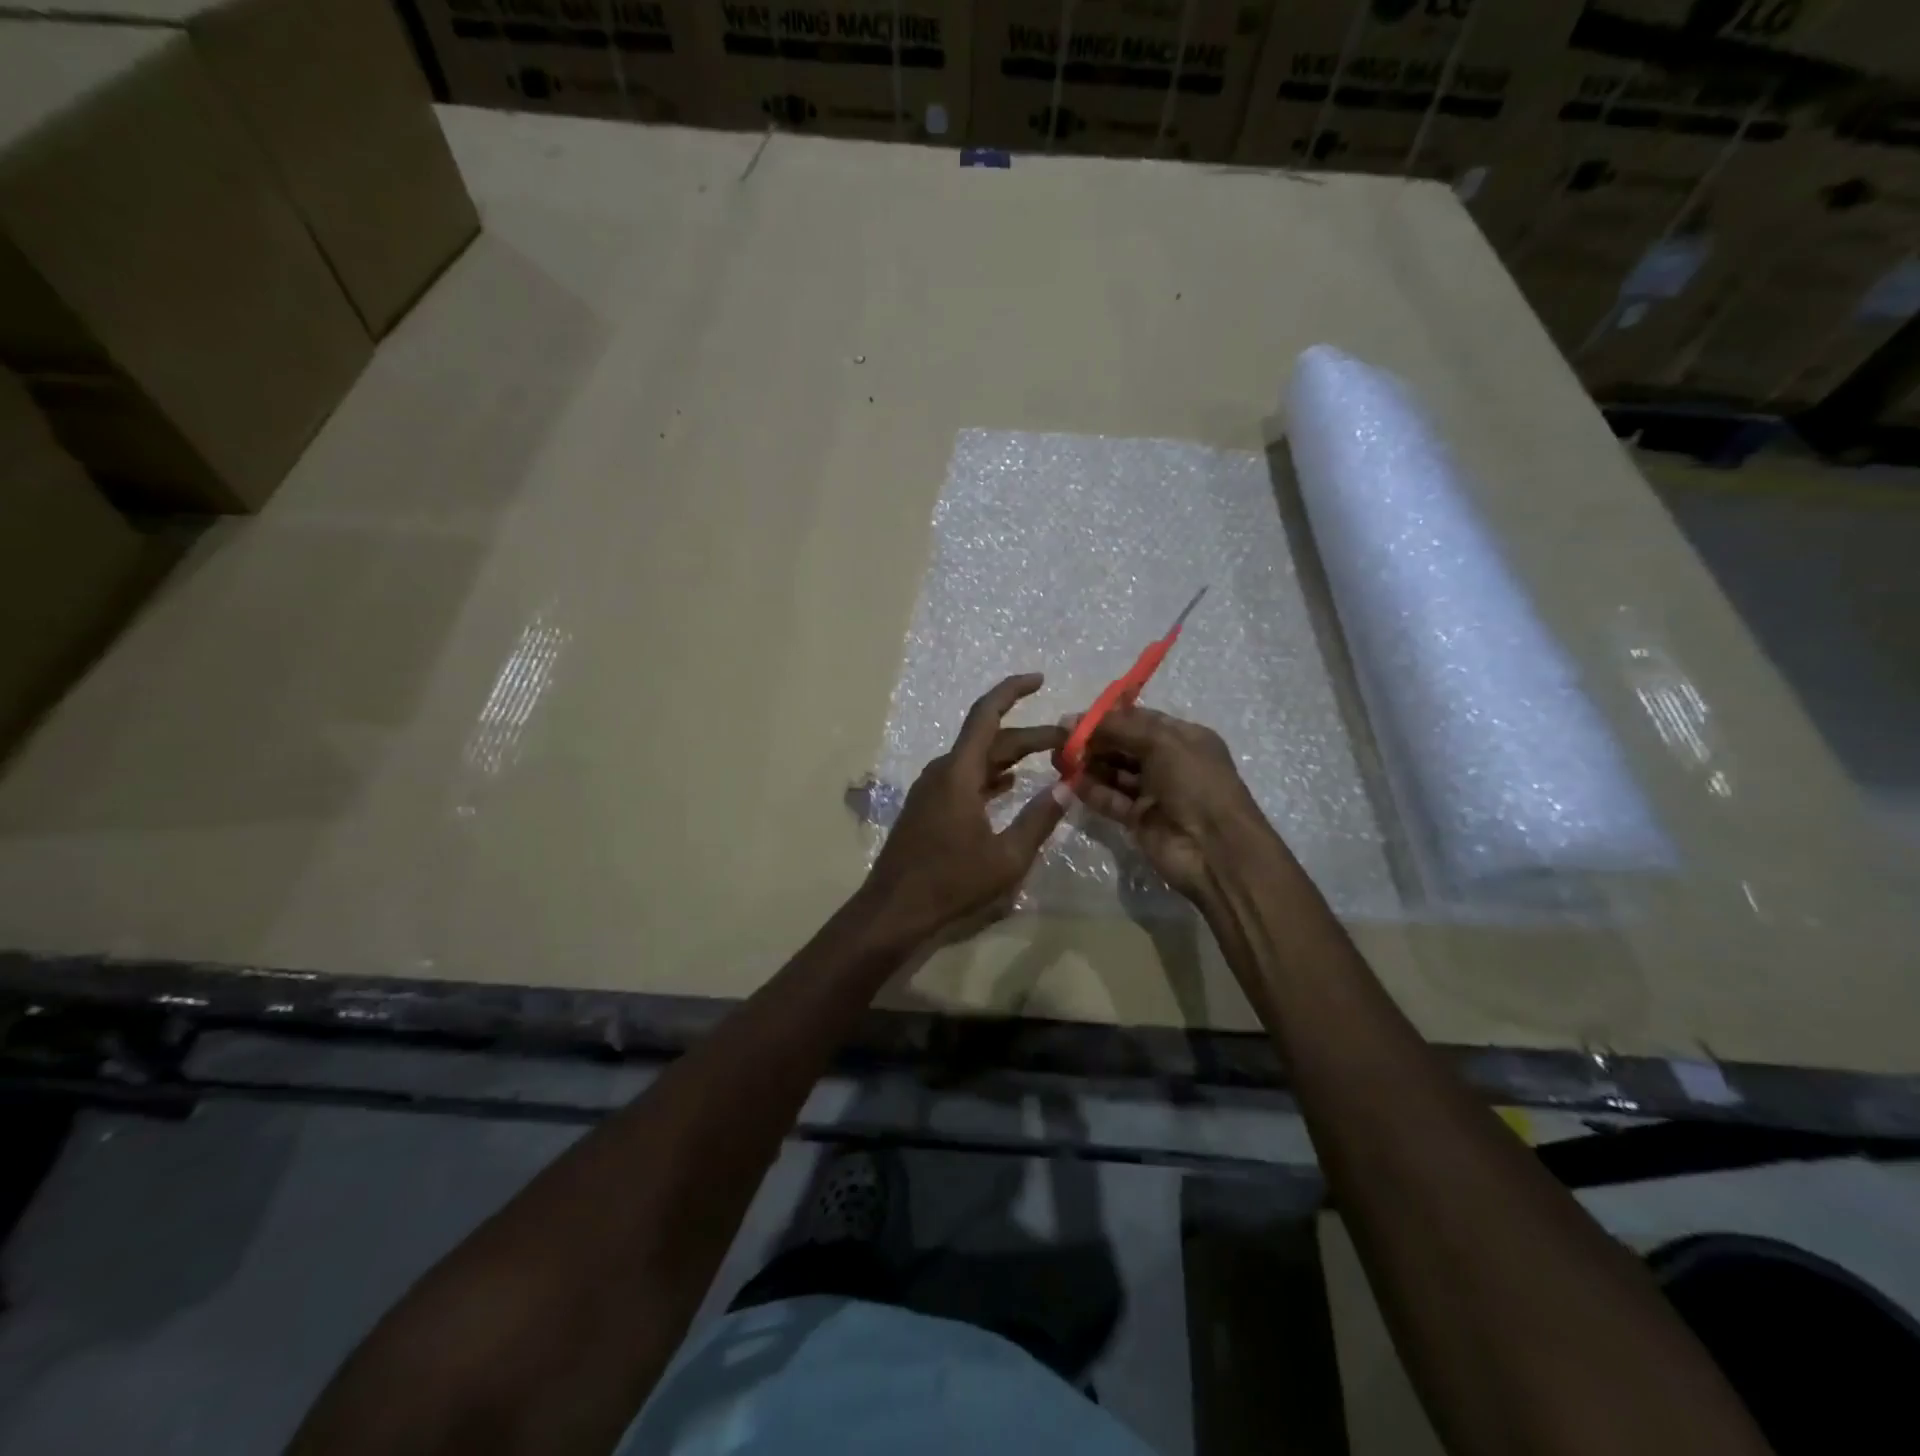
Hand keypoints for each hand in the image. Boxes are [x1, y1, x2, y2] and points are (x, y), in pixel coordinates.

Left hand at [864, 674, 1068, 943]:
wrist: (895, 909)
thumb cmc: (951, 882)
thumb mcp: (1007, 857)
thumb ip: (1039, 819)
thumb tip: (1067, 788)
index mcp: (959, 773)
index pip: (987, 715)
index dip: (1013, 691)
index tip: (1040, 679)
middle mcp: (943, 771)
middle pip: (990, 740)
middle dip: (1030, 736)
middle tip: (1068, 743)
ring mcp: (933, 789)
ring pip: (978, 760)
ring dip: (1012, 757)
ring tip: (1049, 759)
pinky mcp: (929, 807)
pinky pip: (966, 779)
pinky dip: (992, 776)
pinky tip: (1011, 784)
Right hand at [1068, 706, 1262, 899]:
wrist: (1215, 849)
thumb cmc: (1195, 784)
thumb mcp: (1162, 743)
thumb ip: (1119, 728)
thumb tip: (1074, 720)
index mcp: (1183, 738)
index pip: (1139, 720)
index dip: (1106, 719)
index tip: (1072, 721)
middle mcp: (1169, 762)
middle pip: (1123, 745)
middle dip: (1093, 742)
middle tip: (1059, 743)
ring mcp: (1154, 793)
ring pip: (1114, 772)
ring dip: (1089, 765)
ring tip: (1059, 761)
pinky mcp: (1139, 819)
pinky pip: (1111, 800)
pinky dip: (1092, 791)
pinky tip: (1070, 784)